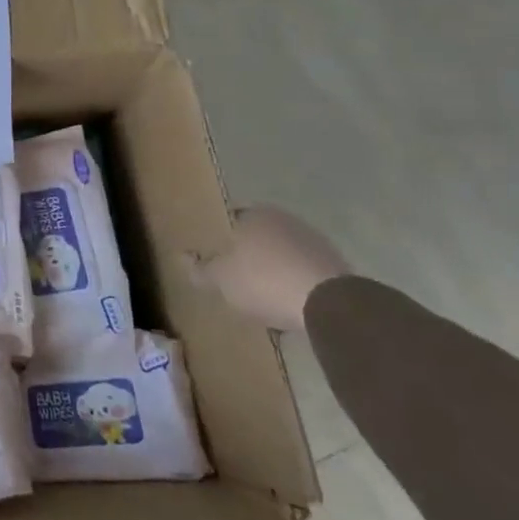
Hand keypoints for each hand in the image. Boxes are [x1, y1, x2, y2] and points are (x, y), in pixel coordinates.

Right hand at [188, 207, 349, 333]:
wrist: (329, 303)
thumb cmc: (263, 281)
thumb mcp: (220, 279)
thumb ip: (199, 269)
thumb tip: (181, 256)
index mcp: (255, 215)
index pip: (231, 220)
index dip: (222, 239)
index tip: (216, 258)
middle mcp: (285, 220)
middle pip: (260, 236)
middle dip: (249, 254)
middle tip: (237, 277)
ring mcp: (314, 241)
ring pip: (283, 253)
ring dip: (274, 269)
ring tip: (264, 295)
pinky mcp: (336, 265)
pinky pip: (304, 271)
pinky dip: (296, 283)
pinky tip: (289, 303)